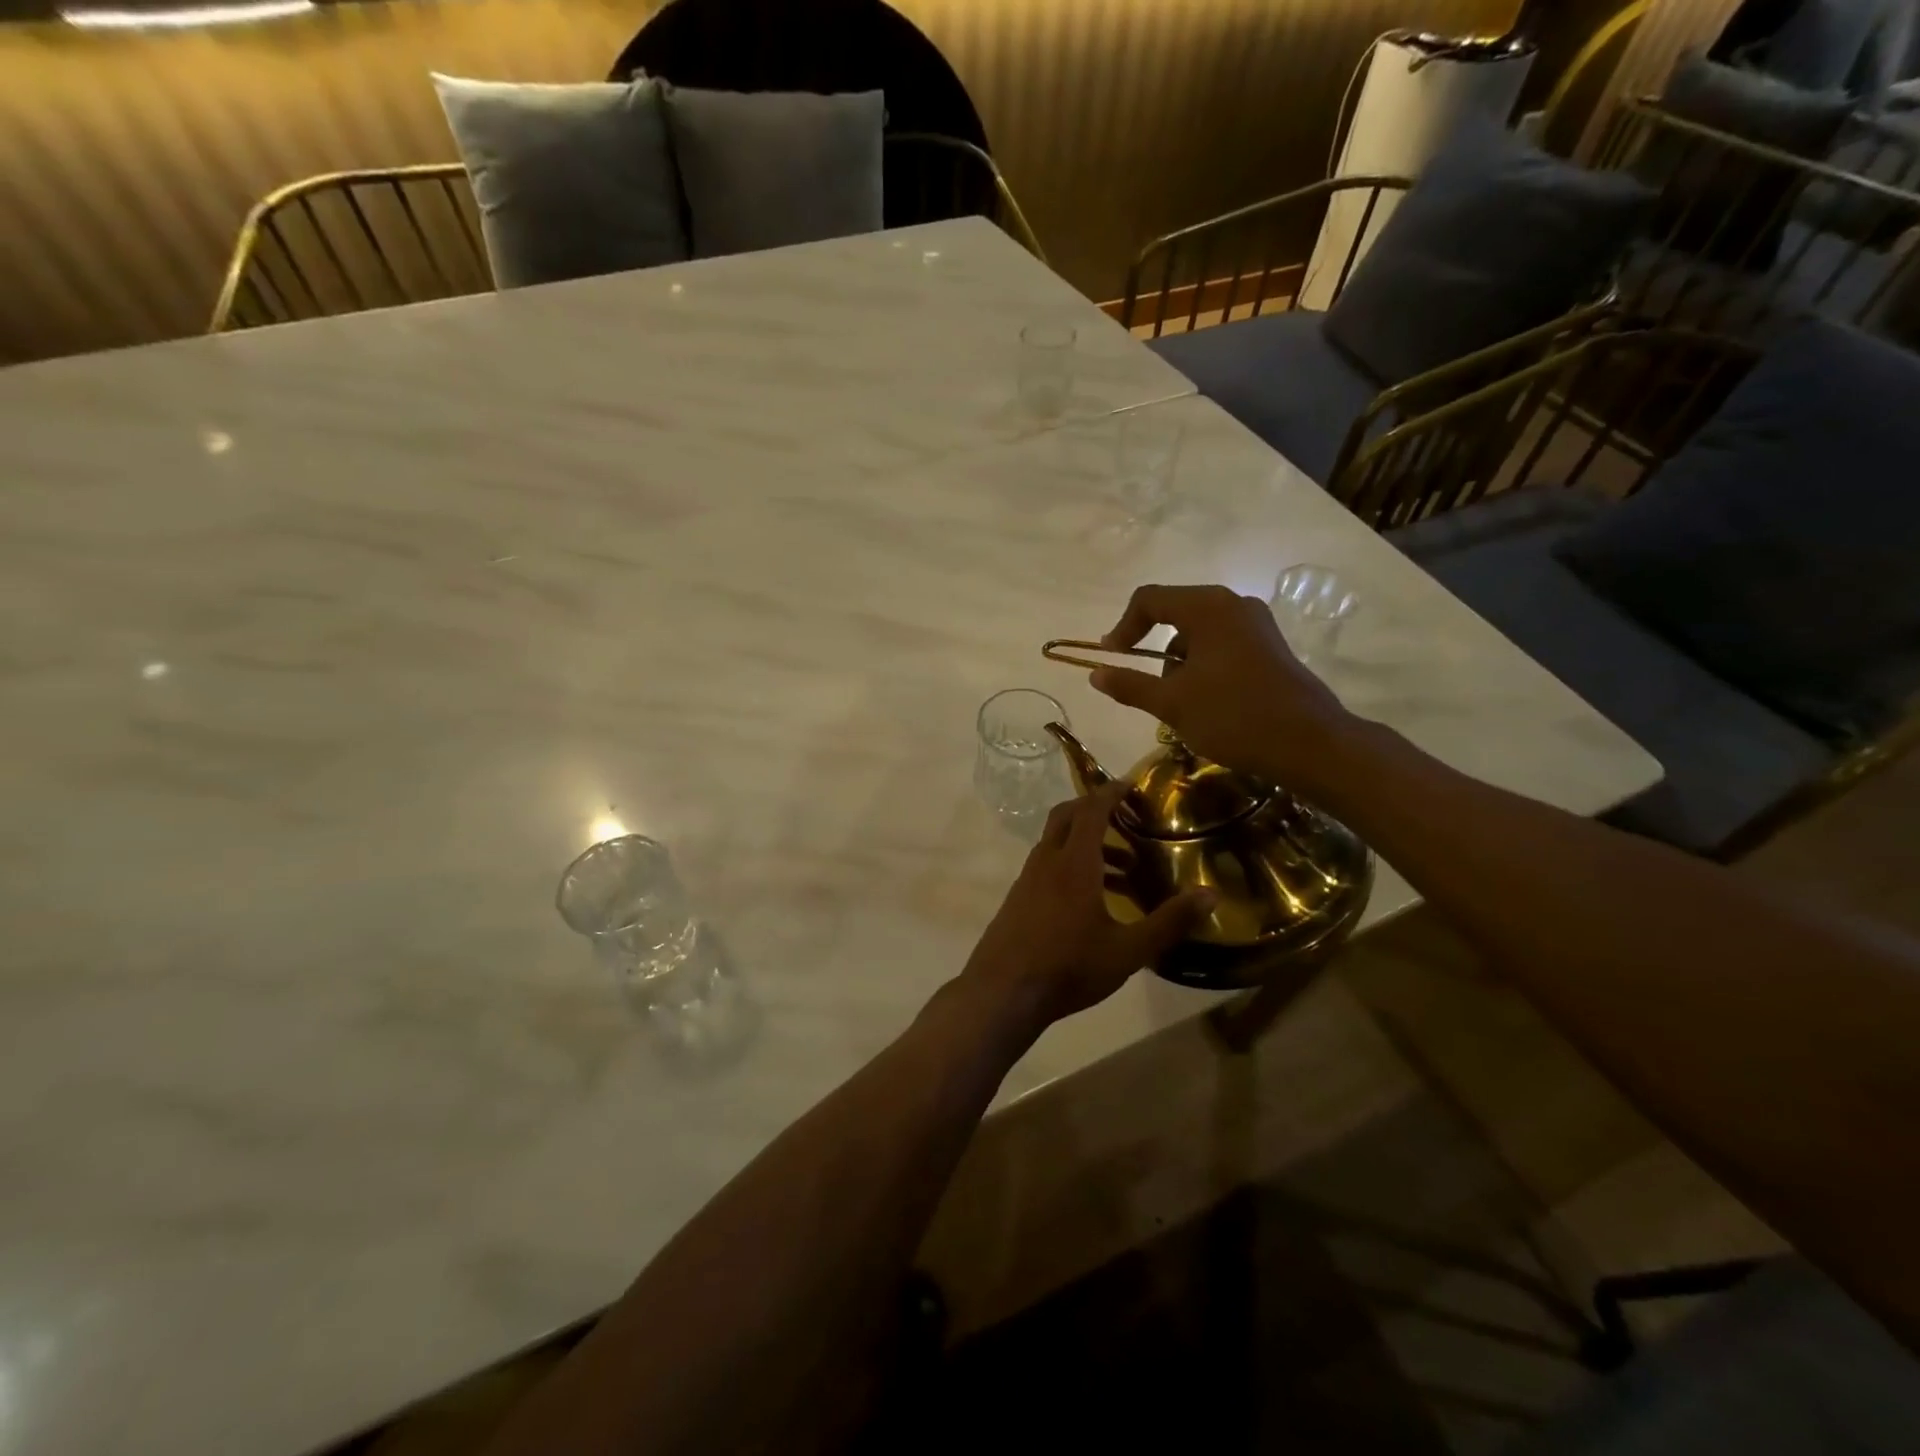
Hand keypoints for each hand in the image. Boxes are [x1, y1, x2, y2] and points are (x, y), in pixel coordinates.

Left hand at [960, 784, 1213, 1035]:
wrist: (1003, 992)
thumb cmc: (1069, 967)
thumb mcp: (1128, 950)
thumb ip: (1169, 922)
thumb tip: (1210, 895)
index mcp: (1074, 863)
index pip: (1091, 810)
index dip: (1111, 792)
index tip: (1130, 785)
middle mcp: (1047, 861)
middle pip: (1067, 816)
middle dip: (1094, 808)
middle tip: (1125, 818)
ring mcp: (1028, 879)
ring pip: (1056, 843)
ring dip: (1086, 842)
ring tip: (1122, 869)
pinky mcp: (1018, 898)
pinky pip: (1047, 865)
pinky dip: (1070, 863)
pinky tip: (1090, 899)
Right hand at [1090, 583, 1356, 790]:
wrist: (1309, 744)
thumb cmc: (1233, 716)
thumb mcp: (1172, 703)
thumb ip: (1129, 684)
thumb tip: (1095, 673)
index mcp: (1208, 607)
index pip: (1149, 600)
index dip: (1123, 628)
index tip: (1112, 659)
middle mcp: (1234, 604)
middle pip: (1175, 612)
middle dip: (1151, 647)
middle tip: (1142, 683)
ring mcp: (1256, 624)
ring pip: (1199, 632)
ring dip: (1178, 661)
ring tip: (1177, 702)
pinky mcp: (1270, 646)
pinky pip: (1222, 644)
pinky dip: (1202, 665)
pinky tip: (1205, 701)